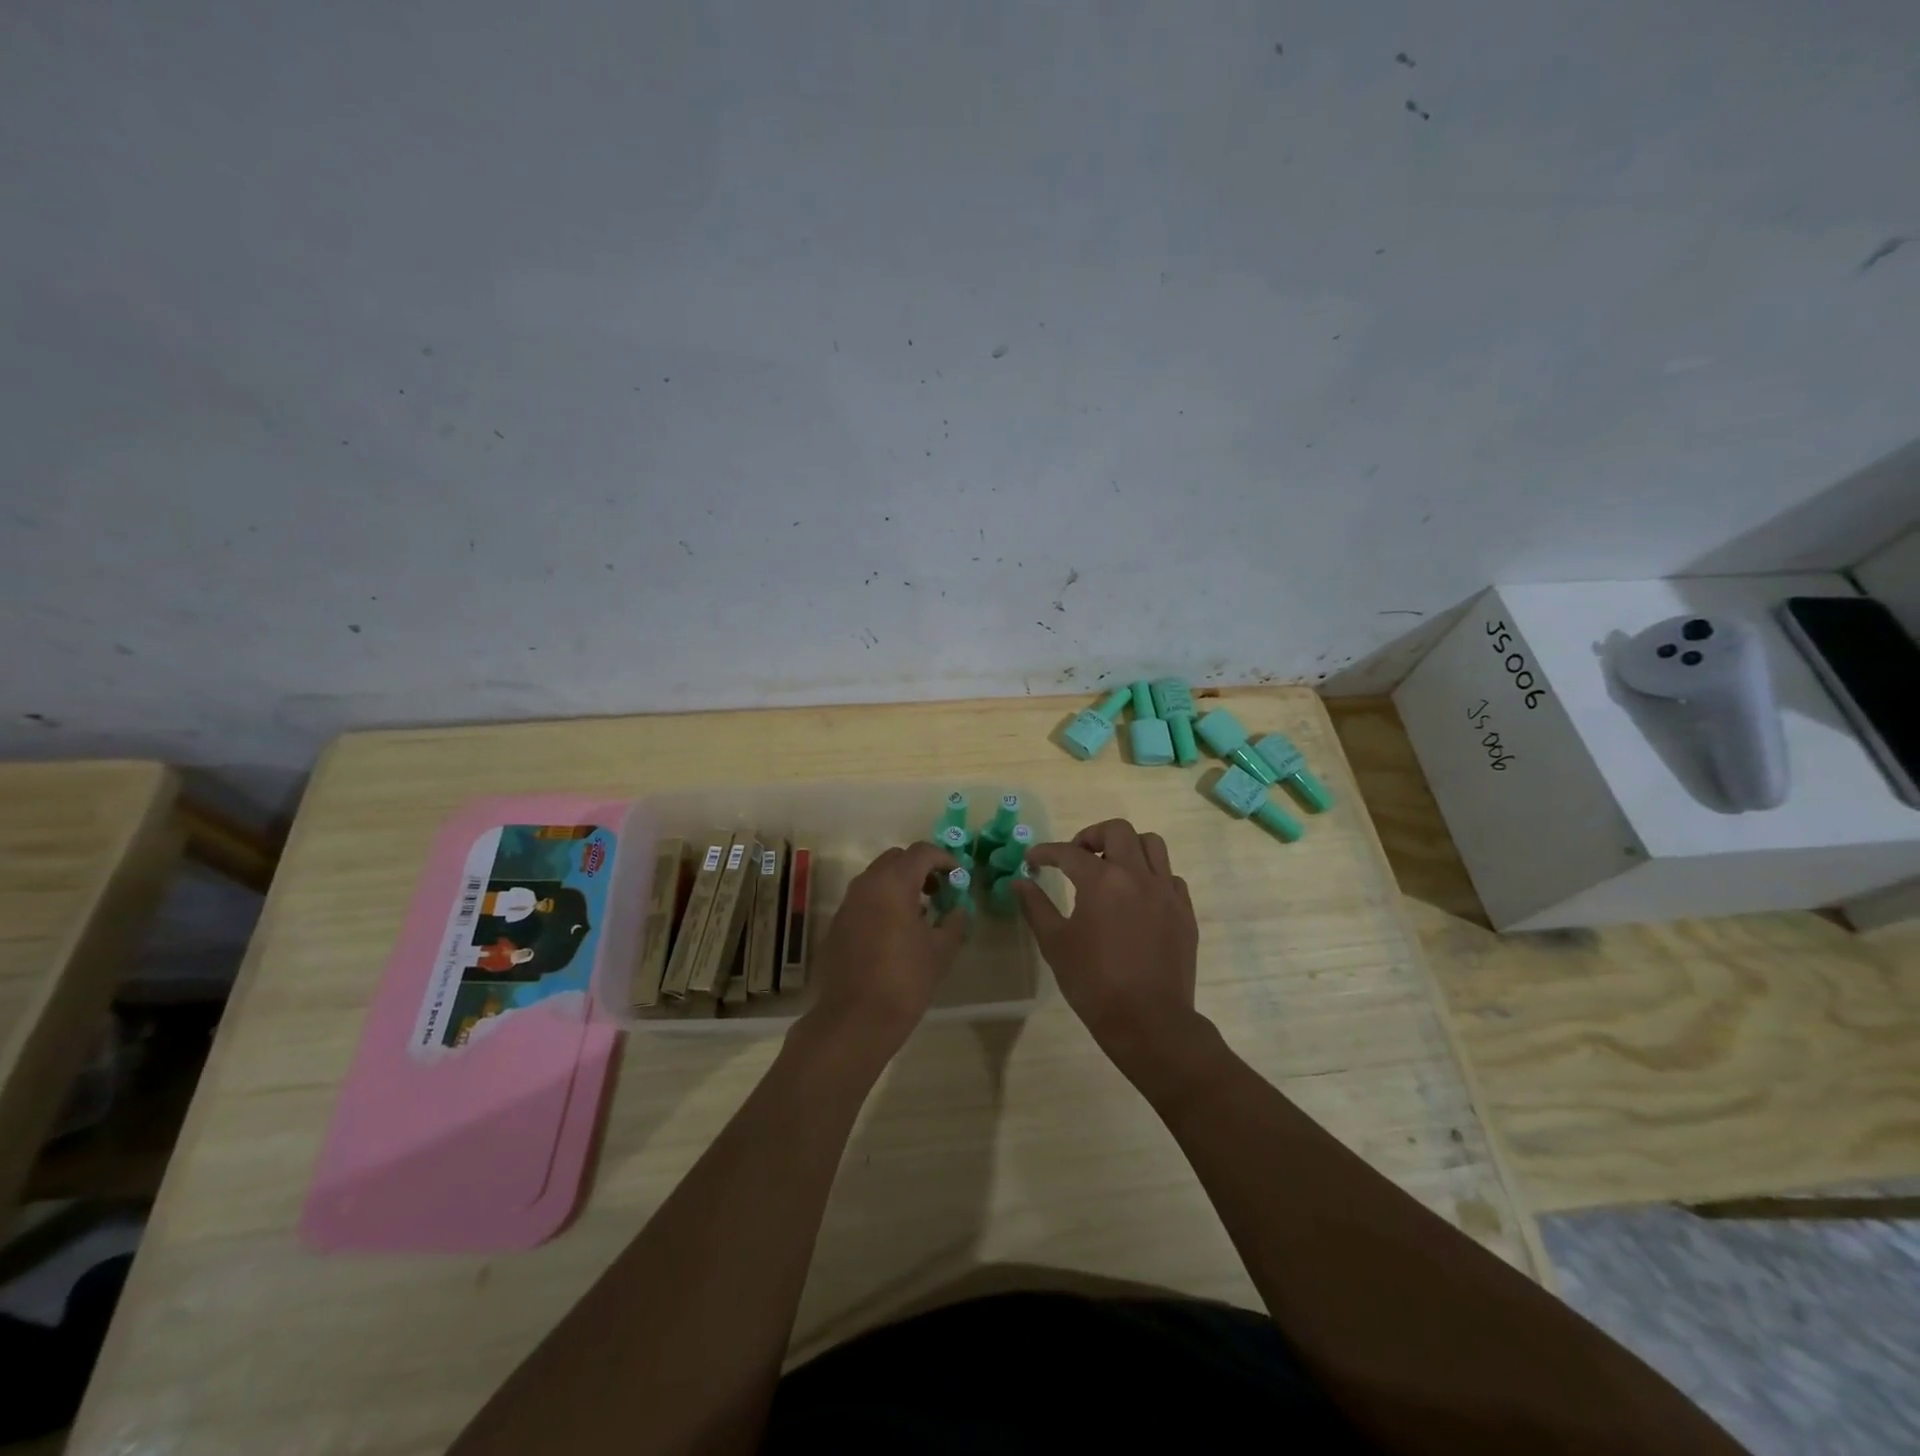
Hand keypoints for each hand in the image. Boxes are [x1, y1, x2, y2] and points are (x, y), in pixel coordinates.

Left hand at [801, 841, 966, 1060]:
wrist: (855, 1018)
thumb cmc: (905, 979)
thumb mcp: (941, 950)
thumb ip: (954, 922)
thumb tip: (957, 910)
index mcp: (893, 883)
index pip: (921, 852)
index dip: (944, 859)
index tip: (958, 877)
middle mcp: (866, 884)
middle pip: (896, 859)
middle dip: (920, 868)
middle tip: (939, 890)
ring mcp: (848, 904)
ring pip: (877, 878)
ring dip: (900, 885)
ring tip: (921, 912)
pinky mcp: (838, 924)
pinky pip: (864, 899)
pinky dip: (883, 902)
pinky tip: (896, 931)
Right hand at [1011, 819, 1202, 1070]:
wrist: (1149, 1021)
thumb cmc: (1094, 984)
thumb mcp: (1055, 944)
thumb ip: (1036, 907)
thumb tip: (1020, 882)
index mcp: (1102, 881)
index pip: (1069, 852)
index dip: (1046, 852)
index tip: (1033, 860)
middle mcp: (1137, 876)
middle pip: (1118, 830)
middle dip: (1092, 835)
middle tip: (1077, 856)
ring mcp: (1166, 891)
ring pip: (1151, 845)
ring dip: (1127, 847)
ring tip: (1111, 868)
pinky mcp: (1184, 911)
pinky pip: (1170, 876)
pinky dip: (1151, 875)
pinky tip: (1137, 897)